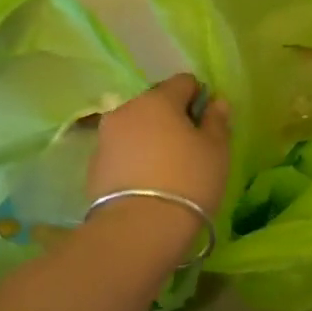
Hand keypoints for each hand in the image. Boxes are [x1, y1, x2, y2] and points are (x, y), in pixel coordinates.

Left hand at [86, 74, 231, 237]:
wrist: (138, 229)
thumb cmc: (188, 182)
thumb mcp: (216, 151)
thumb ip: (217, 121)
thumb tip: (217, 101)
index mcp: (158, 99)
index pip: (184, 82)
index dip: (200, 98)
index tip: (209, 125)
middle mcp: (126, 109)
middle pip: (156, 103)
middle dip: (173, 118)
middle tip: (190, 149)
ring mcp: (105, 137)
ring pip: (137, 127)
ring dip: (152, 138)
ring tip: (168, 169)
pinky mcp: (94, 164)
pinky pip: (122, 151)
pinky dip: (136, 158)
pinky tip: (148, 183)